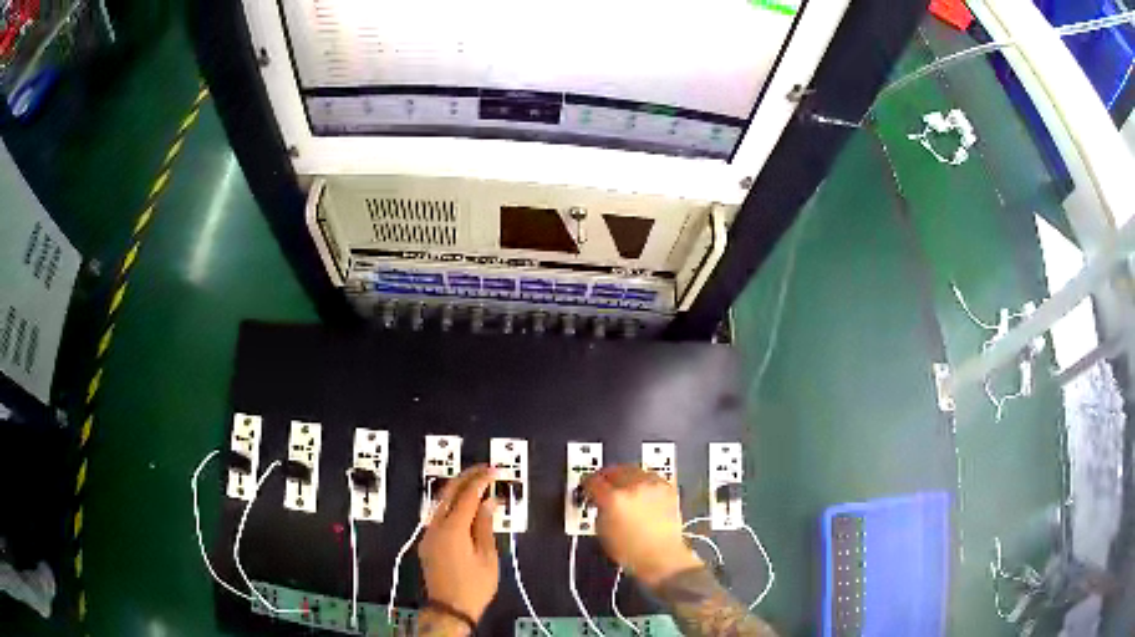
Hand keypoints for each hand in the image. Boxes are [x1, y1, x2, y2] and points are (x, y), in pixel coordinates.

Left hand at [418, 465, 499, 621]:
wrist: (449, 608)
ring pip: (440, 501)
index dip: (481, 480)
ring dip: (458, 488)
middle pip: (449, 492)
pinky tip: (464, 505)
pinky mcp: (427, 542)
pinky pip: (438, 514)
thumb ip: (485, 526)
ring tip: (477, 482)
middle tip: (485, 469)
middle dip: (466, 477)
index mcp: (452, 529)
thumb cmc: (474, 586)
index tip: (494, 471)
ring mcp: (428, 534)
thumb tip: (488, 502)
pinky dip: (452, 503)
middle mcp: (435, 526)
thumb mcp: (487, 557)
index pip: (467, 495)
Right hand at [584, 465, 702, 586]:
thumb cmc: (633, 552)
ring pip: (633, 470)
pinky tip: (639, 492)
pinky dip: (642, 481)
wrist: (661, 557)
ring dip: (625, 477)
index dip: (587, 484)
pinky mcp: (667, 488)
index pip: (593, 481)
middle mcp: (634, 487)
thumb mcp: (602, 531)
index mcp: (613, 499)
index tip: (587, 486)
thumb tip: (598, 499)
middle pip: (614, 470)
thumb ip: (598, 509)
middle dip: (606, 477)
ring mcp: (652, 486)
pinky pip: (650, 477)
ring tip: (622, 488)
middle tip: (602, 484)